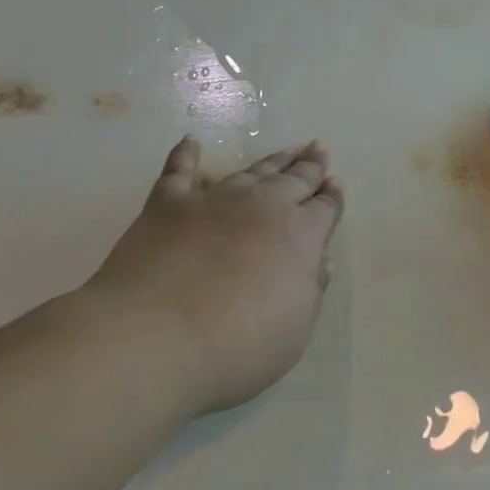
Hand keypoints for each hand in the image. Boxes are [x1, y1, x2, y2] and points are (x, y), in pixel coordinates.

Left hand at [78, 137, 343, 414]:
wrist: (152, 341)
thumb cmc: (236, 347)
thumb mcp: (295, 330)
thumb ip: (310, 290)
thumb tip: (318, 260)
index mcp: (301, 235)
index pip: (325, 208)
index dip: (333, 197)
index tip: (336, 183)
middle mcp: (264, 207)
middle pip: (294, 180)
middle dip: (310, 166)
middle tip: (319, 149)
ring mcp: (214, 201)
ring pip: (251, 172)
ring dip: (272, 160)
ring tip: (287, 149)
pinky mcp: (167, 205)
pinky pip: (179, 172)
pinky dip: (185, 156)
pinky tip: (190, 142)